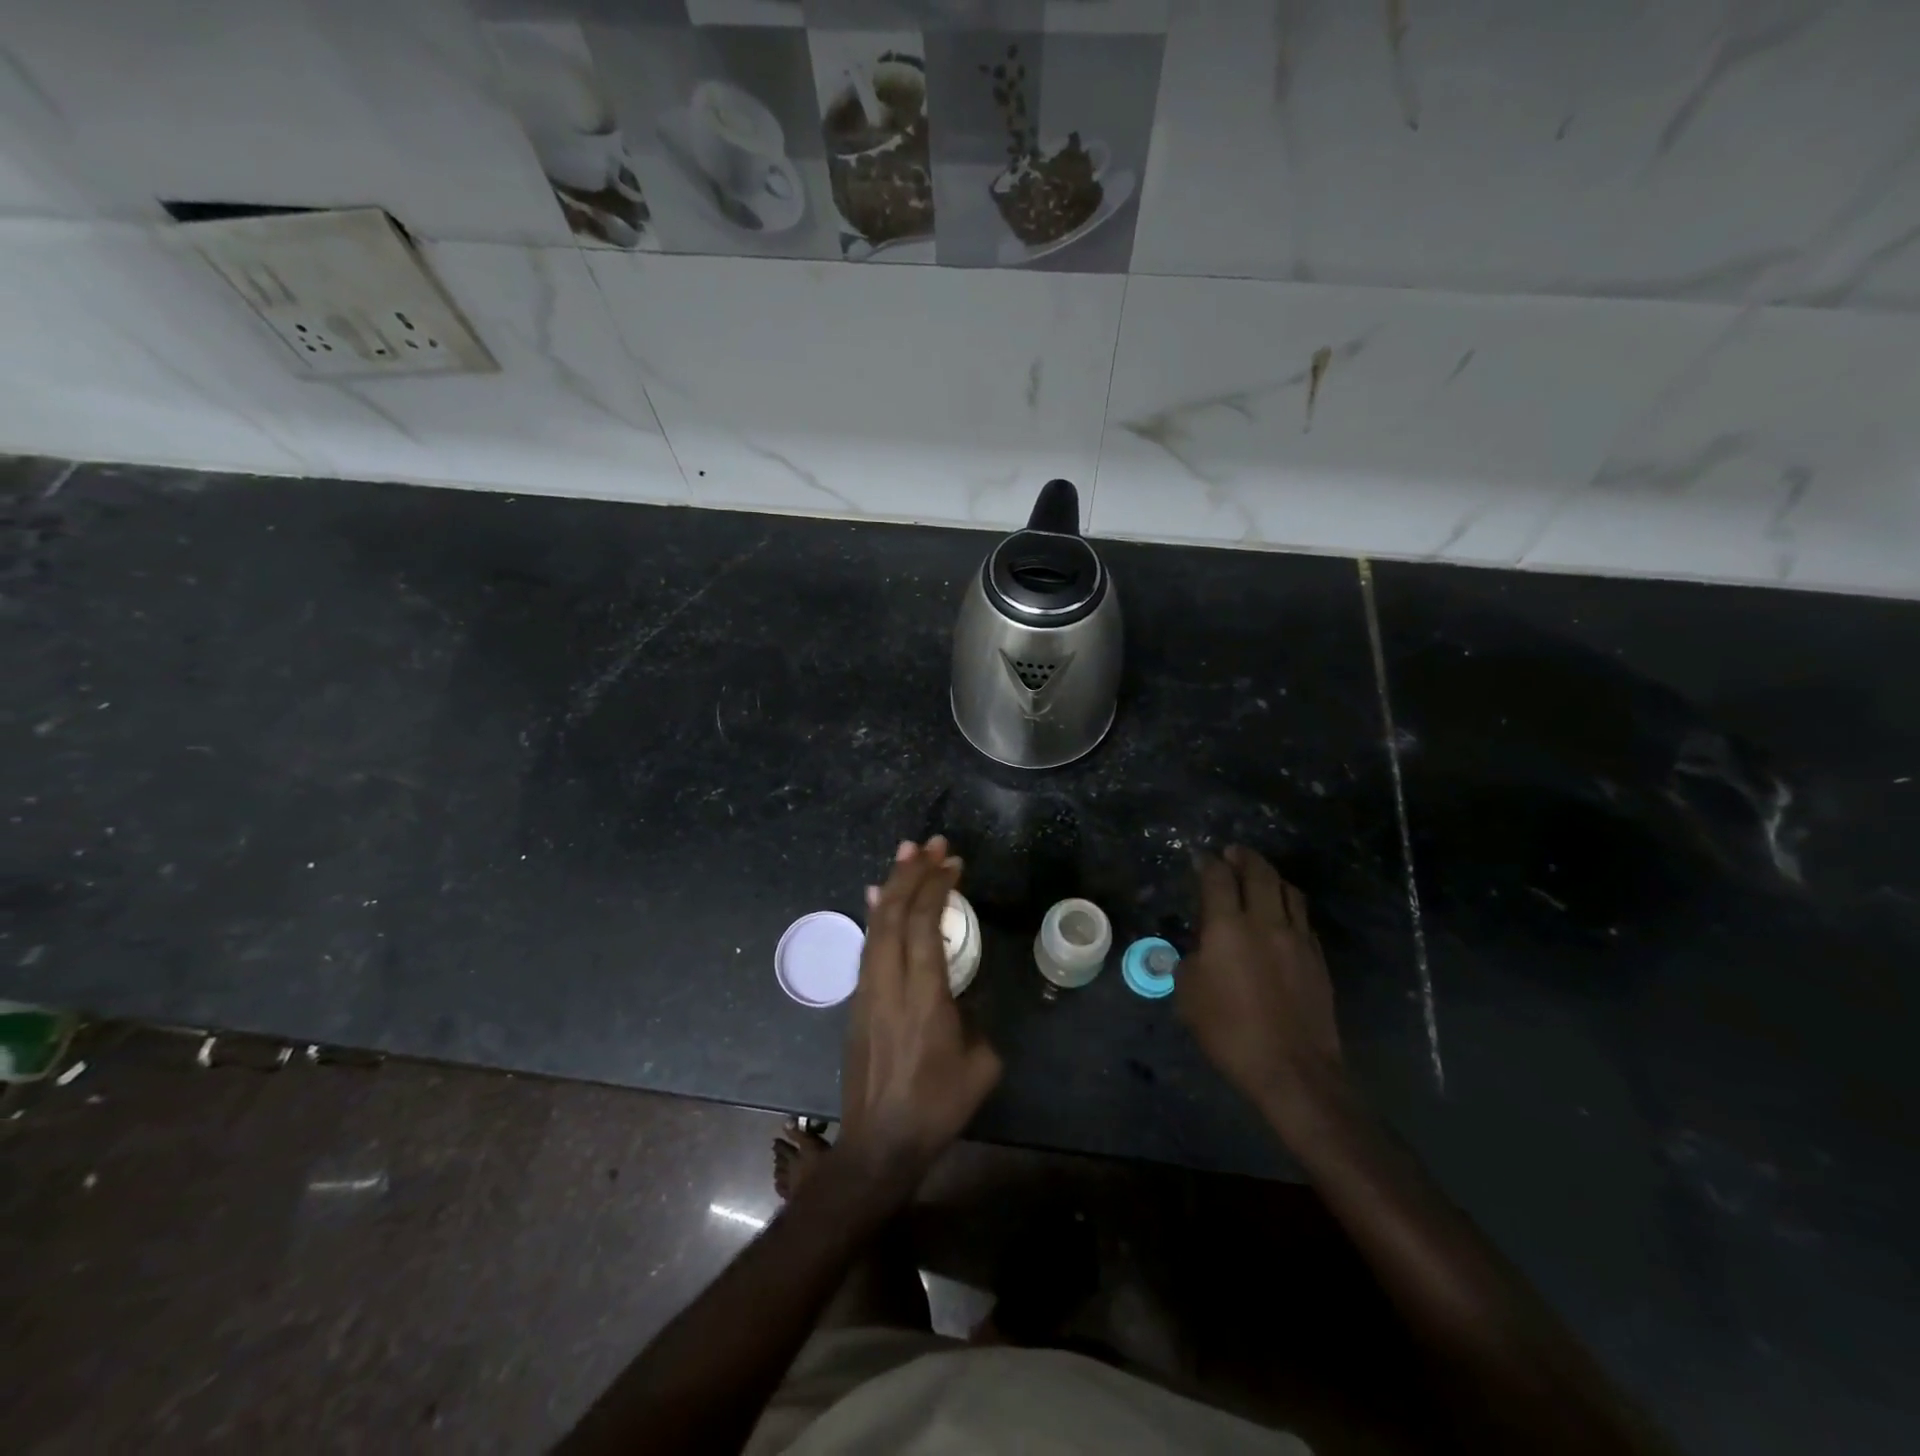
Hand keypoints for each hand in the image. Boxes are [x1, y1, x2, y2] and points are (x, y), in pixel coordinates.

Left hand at [838, 837, 1001, 1189]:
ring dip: (892, 886)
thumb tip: (965, 993)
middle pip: (894, 915)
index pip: (923, 926)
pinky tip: (879, 898)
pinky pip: (867, 945)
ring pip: (875, 925)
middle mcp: (889, 984)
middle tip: (930, 843)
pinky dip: (876, 914)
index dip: (936, 888)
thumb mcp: (980, 1064)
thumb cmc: (937, 1107)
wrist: (880, 1144)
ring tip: (906, 855)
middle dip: (913, 874)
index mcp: (924, 997)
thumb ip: (977, 1017)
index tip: (952, 862)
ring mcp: (867, 991)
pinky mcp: (857, 1002)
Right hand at [1178, 846, 1344, 1129]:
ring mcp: (1297, 938)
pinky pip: (1303, 918)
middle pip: (1259, 873)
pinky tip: (1282, 914)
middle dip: (1244, 857)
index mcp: (1227, 927)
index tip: (1202, 858)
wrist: (1292, 1069)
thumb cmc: (1229, 1031)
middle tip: (1233, 852)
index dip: (1208, 863)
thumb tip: (1200, 946)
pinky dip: (1289, 905)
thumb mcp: (1188, 994)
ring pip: (1288, 891)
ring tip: (1260, 876)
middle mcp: (1264, 922)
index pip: (1217, 879)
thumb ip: (1191, 959)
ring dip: (1271, 876)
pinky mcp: (1317, 958)